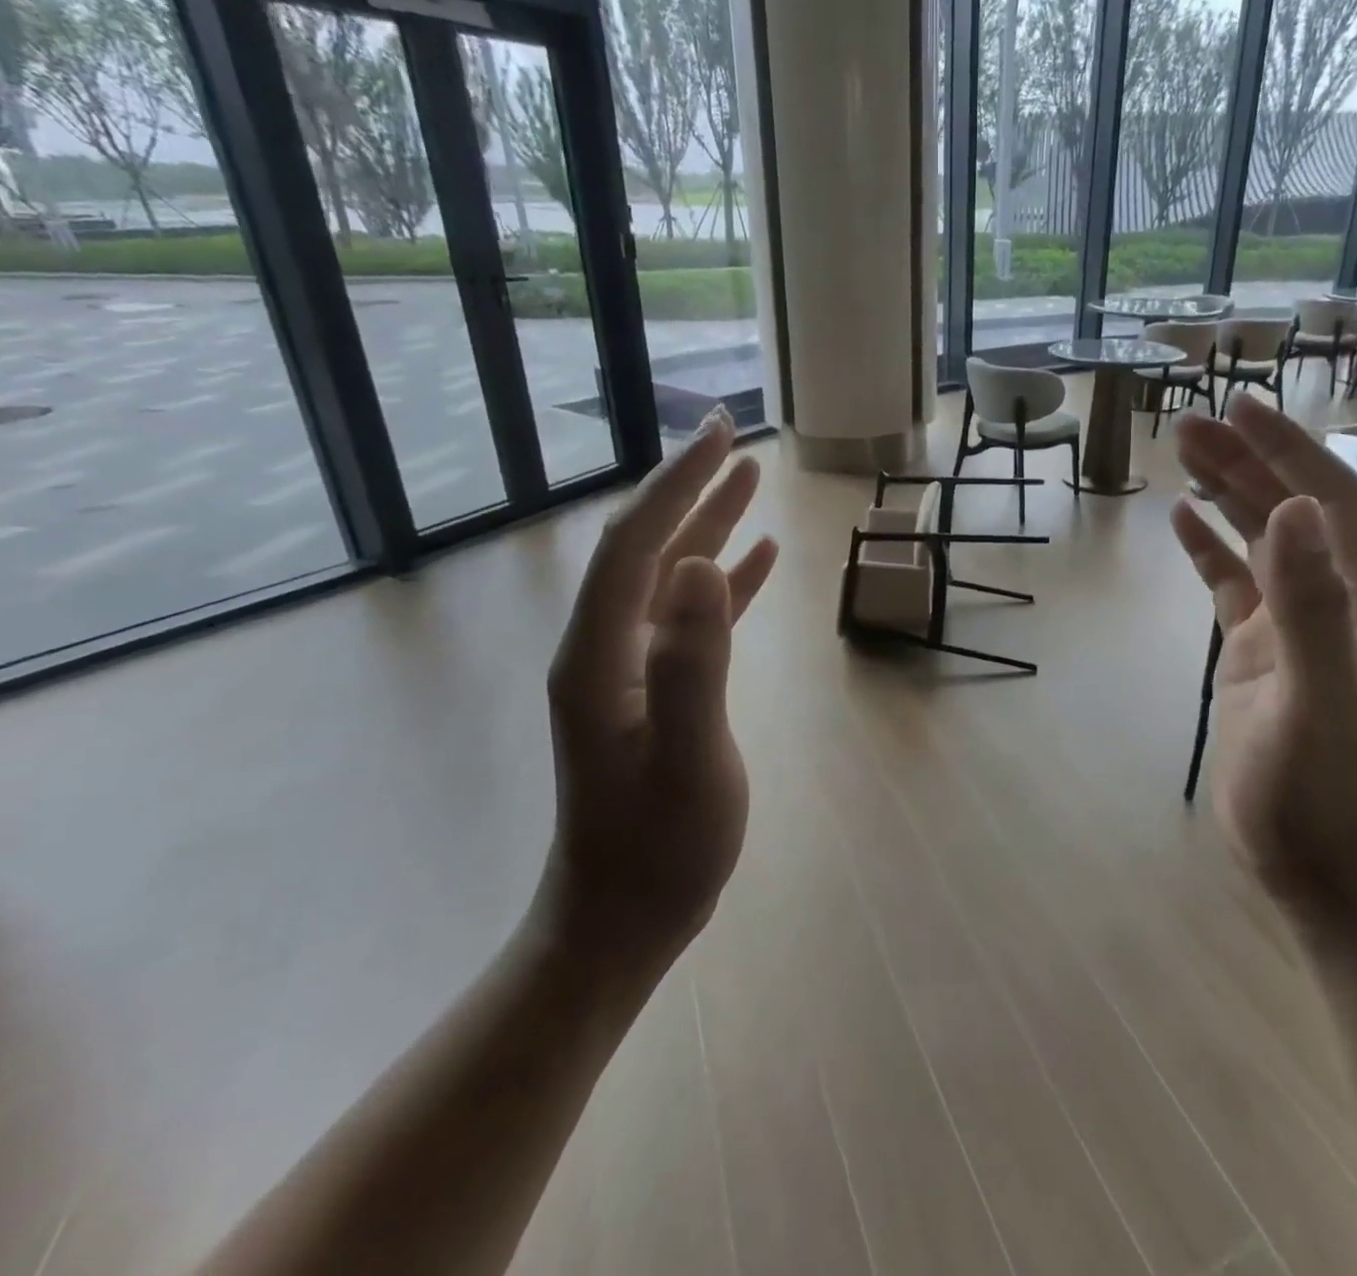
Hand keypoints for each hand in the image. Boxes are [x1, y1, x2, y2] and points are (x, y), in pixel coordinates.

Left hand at [535, 409, 778, 984]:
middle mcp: (607, 648)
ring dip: (708, 526)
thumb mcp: (687, 758)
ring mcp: (632, 669)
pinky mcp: (660, 688)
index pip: (634, 546)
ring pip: (672, 577)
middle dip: (687, 488)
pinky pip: (693, 618)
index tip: (718, 439)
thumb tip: (704, 564)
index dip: (675, 486)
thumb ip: (693, 662)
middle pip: (648, 549)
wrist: (623, 919)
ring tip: (750, 480)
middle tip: (731, 436)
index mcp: (600, 656)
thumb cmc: (658, 848)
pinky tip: (756, 559)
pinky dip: (725, 582)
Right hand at [1172, 397, 1356, 911]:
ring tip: (1182, 452)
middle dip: (1245, 460)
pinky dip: (1208, 547)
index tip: (1242, 407)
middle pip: (1290, 509)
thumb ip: (1310, 607)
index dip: (1289, 450)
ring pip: (1259, 540)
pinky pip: (1231, 583)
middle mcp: (1333, 601)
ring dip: (1226, 493)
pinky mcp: (1257, 651)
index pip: (1330, 501)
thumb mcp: (1316, 700)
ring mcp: (1292, 626)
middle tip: (1189, 423)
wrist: (1314, 863)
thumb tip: (1289, 510)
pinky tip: (1181, 519)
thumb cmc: (1320, 791)